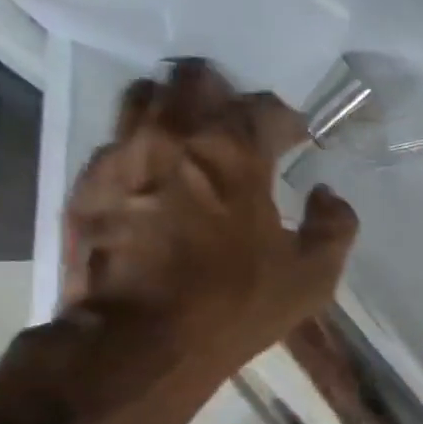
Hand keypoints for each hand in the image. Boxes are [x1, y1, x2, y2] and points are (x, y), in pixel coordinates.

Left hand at [61, 57, 357, 388]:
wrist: (139, 345)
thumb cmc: (234, 307)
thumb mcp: (311, 278)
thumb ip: (335, 227)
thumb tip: (327, 196)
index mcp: (233, 151)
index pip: (265, 106)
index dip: (289, 121)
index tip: (297, 140)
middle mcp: (172, 135)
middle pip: (196, 78)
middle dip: (225, 96)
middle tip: (240, 132)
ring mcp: (121, 155)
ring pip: (145, 97)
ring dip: (175, 110)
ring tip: (192, 145)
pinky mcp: (87, 183)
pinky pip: (115, 143)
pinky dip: (142, 152)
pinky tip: (156, 186)